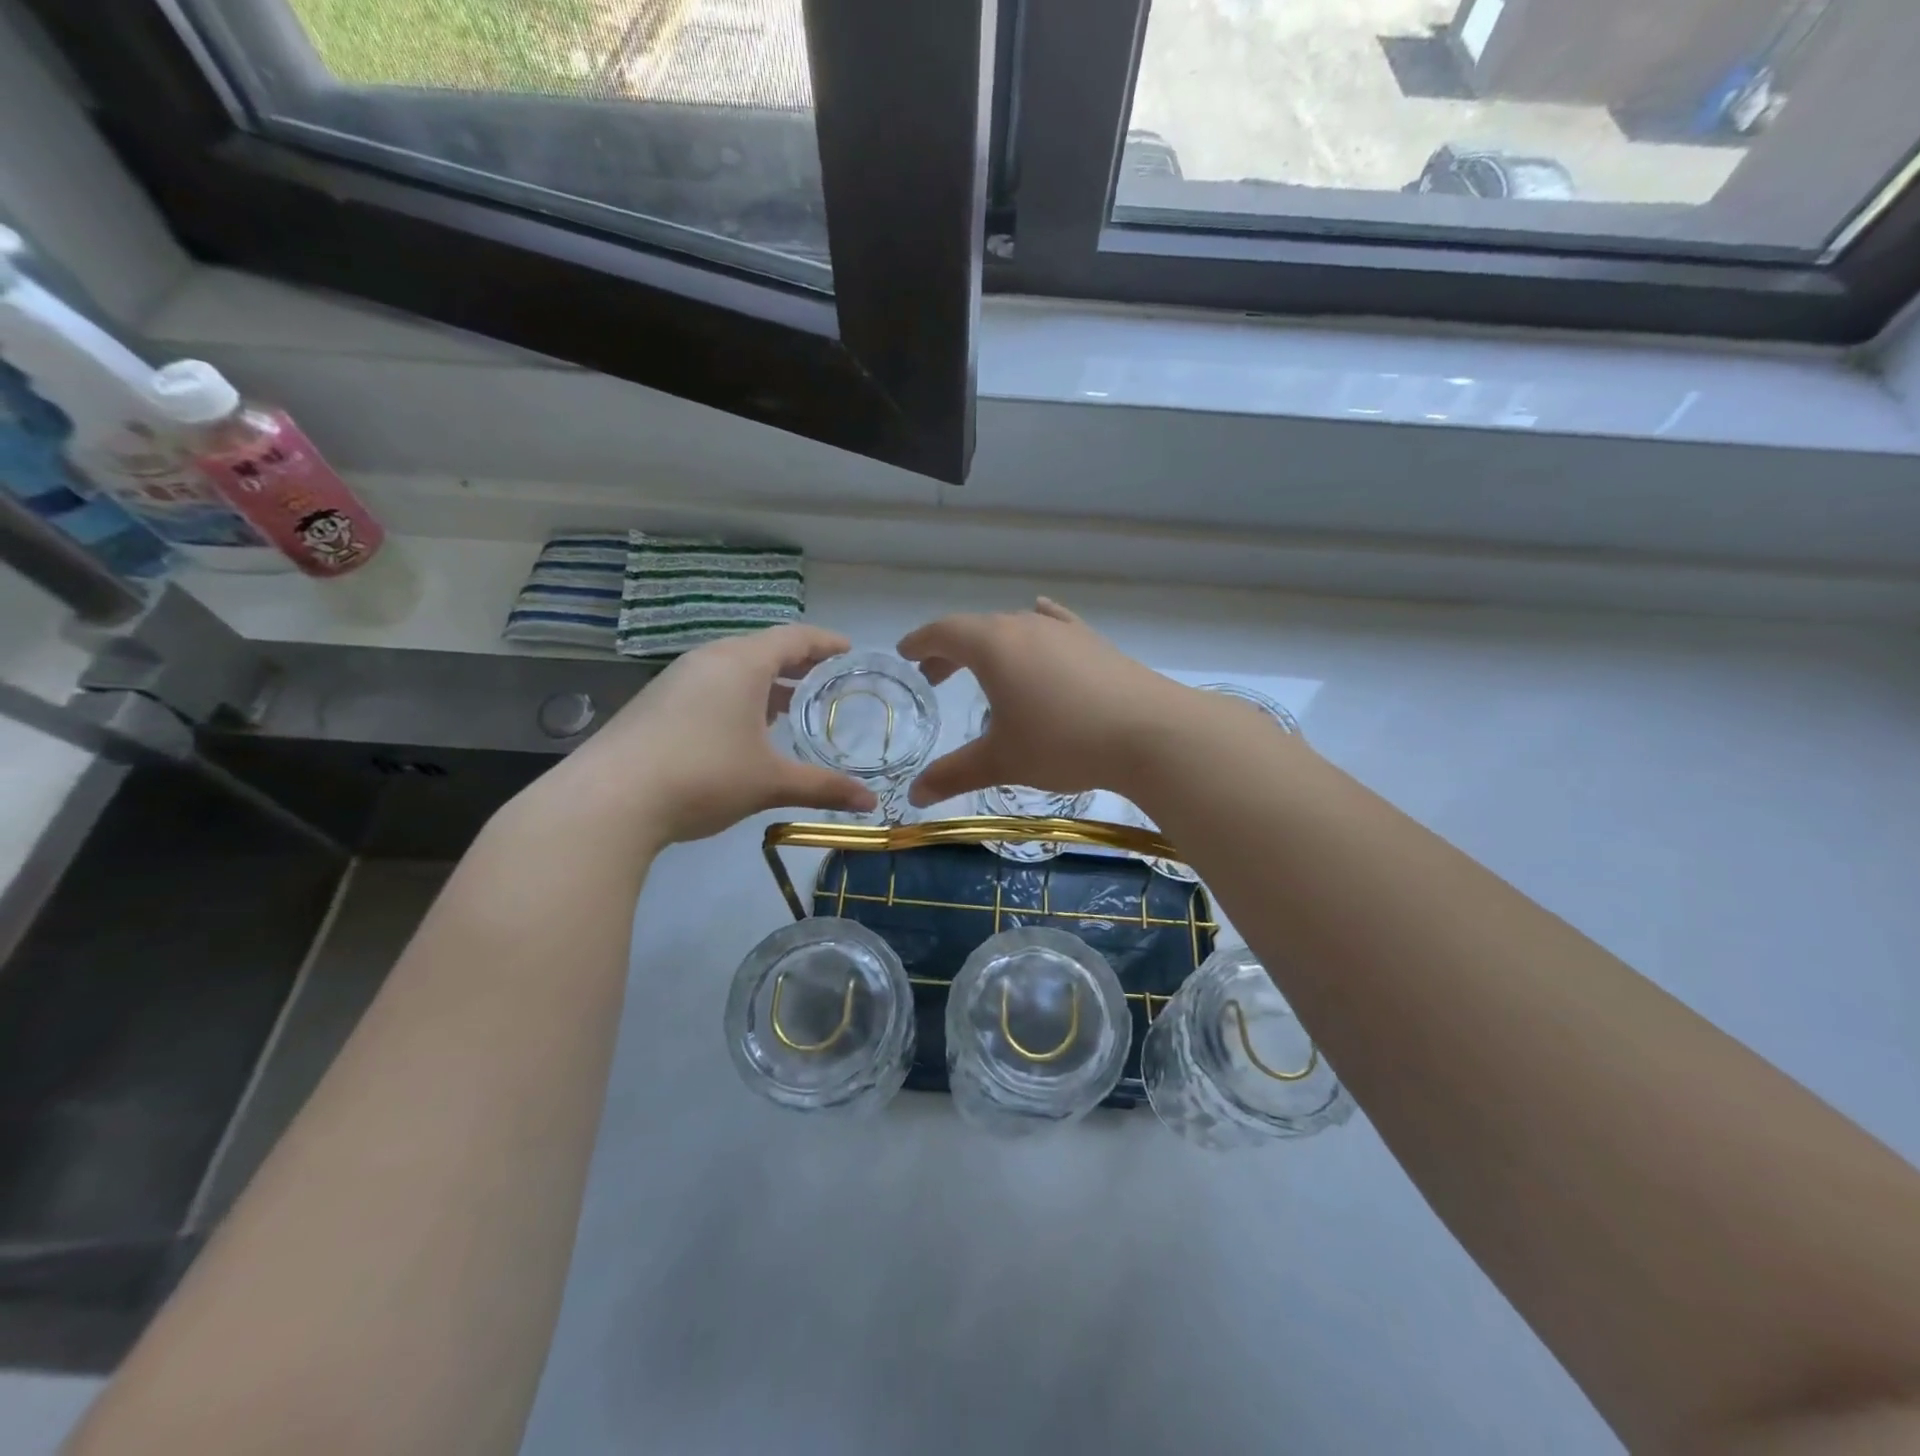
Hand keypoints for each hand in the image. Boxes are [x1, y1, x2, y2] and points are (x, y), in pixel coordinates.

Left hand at [542, 625, 876, 845]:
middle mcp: (708, 659)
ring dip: (764, 681)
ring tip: (789, 705)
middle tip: (825, 680)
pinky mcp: (654, 703)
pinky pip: (708, 686)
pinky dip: (736, 696)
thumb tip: (870, 804)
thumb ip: (823, 787)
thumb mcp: (770, 782)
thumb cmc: (703, 776)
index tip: (849, 651)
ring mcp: (675, 679)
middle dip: (797, 663)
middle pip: (762, 648)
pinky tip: (741, 730)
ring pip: (732, 668)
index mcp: (742, 663)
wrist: (608, 800)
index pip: (794, 637)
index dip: (825, 642)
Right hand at [899, 598, 1190, 805]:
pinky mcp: (1094, 642)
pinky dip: (1036, 627)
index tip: (905, 654)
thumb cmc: (1063, 742)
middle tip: (935, 675)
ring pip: (1015, 628)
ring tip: (984, 670)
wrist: (1150, 732)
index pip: (944, 632)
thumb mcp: (1002, 761)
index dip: (920, 642)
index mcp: (993, 645)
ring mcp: (1064, 631)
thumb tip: (915, 794)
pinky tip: (1041, 617)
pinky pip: (1054, 624)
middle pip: (976, 628)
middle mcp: (1025, 626)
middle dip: (950, 650)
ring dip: (990, 646)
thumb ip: (955, 774)